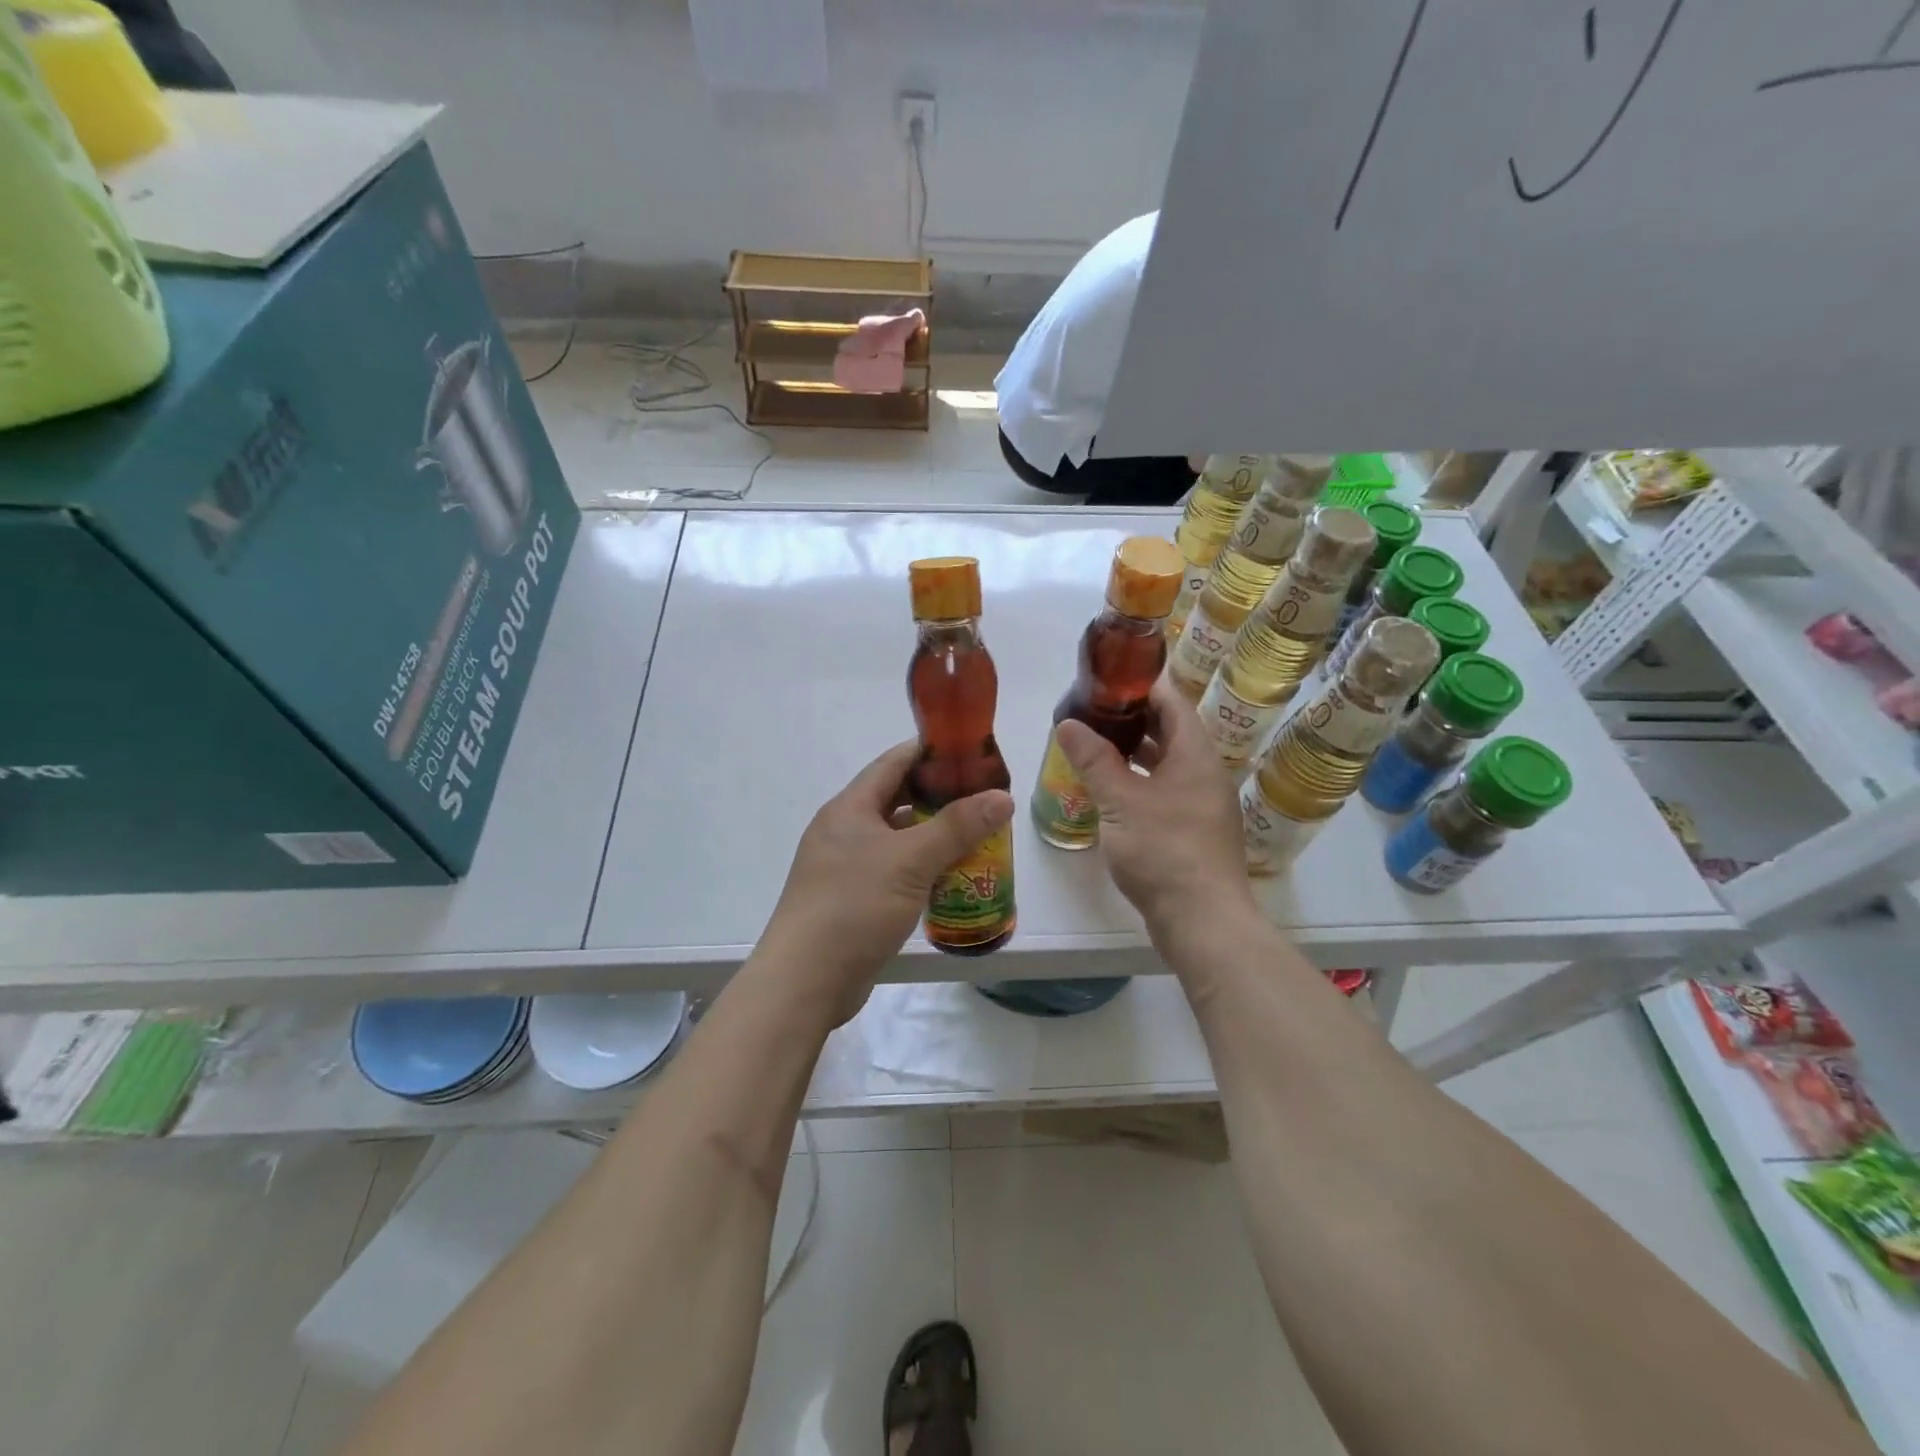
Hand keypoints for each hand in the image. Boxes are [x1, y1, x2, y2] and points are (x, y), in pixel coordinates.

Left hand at [761, 741, 1013, 1019]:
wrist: (805, 980)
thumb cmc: (854, 906)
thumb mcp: (911, 861)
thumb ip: (957, 826)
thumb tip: (1002, 797)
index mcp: (850, 808)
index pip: (893, 763)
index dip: (931, 752)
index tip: (972, 753)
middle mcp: (844, 830)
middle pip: (897, 800)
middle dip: (940, 798)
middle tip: (983, 799)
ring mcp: (845, 867)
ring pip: (897, 839)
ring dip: (933, 836)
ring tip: (977, 836)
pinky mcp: (852, 899)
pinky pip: (893, 871)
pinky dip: (922, 868)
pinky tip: (951, 878)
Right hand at [1055, 680, 1257, 936]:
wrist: (1202, 920)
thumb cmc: (1163, 851)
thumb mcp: (1120, 801)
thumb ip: (1093, 760)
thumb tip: (1067, 724)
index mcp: (1196, 755)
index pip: (1173, 702)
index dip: (1143, 685)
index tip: (1109, 678)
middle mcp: (1206, 774)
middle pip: (1171, 732)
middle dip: (1134, 718)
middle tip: (1093, 710)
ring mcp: (1203, 805)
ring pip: (1168, 765)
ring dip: (1135, 753)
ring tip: (1096, 745)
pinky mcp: (1194, 833)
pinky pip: (1166, 792)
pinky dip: (1140, 783)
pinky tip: (1112, 791)